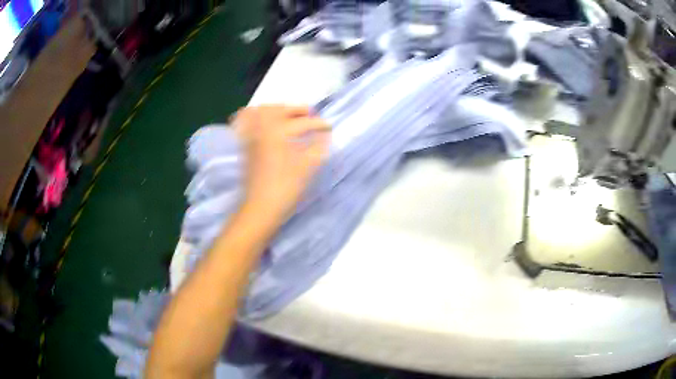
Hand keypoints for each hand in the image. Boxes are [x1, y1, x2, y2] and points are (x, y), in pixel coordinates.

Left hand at [234, 105, 329, 226]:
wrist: (259, 208)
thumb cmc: (284, 189)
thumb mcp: (306, 168)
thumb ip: (318, 148)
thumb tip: (325, 135)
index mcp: (279, 133)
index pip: (303, 122)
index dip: (318, 124)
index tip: (329, 127)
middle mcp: (263, 129)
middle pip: (280, 110)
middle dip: (297, 109)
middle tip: (309, 114)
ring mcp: (251, 137)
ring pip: (260, 112)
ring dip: (275, 109)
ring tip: (286, 113)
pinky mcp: (245, 147)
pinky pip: (245, 123)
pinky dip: (252, 116)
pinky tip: (261, 121)